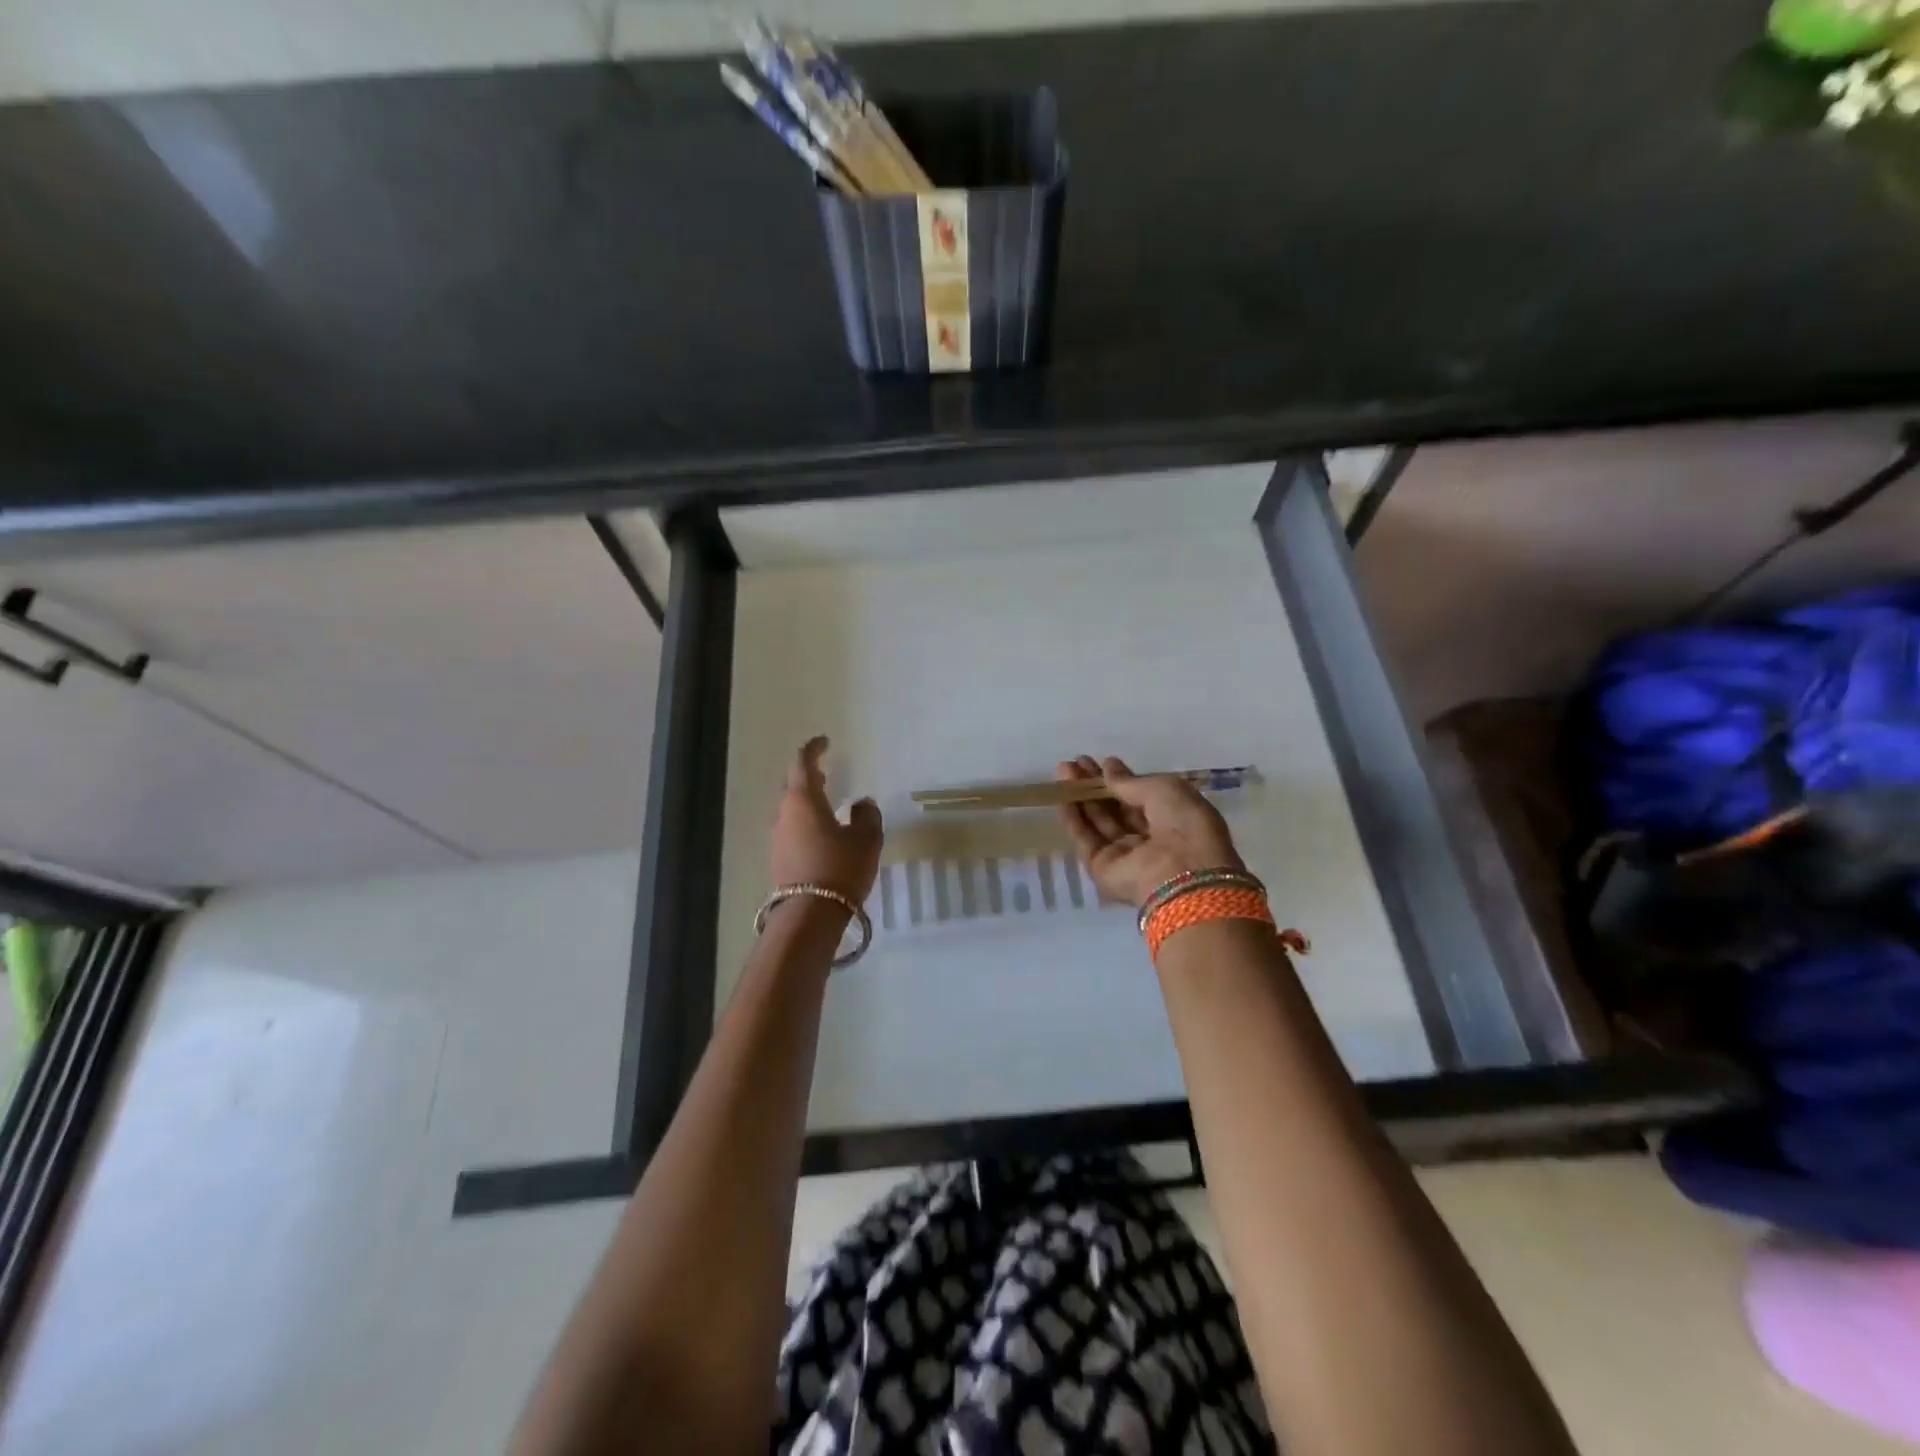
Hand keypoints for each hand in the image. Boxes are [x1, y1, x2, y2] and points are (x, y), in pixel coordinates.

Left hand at [771, 736, 882, 901]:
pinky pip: (791, 828)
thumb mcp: (866, 840)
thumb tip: (862, 803)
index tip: (824, 741)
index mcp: (803, 799)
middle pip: (792, 784)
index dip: (813, 749)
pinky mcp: (779, 858)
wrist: (810, 915)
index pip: (803, 762)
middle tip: (824, 769)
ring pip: (790, 808)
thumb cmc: (840, 867)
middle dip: (807, 774)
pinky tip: (820, 830)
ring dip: (806, 799)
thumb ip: (867, 816)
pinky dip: (804, 820)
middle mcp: (784, 813)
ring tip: (825, 799)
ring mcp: (778, 837)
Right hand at [1056, 755, 1245, 908]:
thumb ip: (1131, 782)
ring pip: (1098, 822)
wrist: (1181, 873)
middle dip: (1096, 785)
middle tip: (1075, 762)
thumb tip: (1108, 768)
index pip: (1141, 797)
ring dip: (1081, 796)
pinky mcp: (1102, 868)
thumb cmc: (1184, 825)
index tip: (1101, 761)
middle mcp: (1149, 839)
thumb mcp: (1164, 789)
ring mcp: (1125, 856)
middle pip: (1117, 809)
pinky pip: (1085, 839)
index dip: (1121, 780)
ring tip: (1063, 770)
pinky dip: (1073, 818)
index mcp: (1174, 820)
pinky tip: (1061, 796)